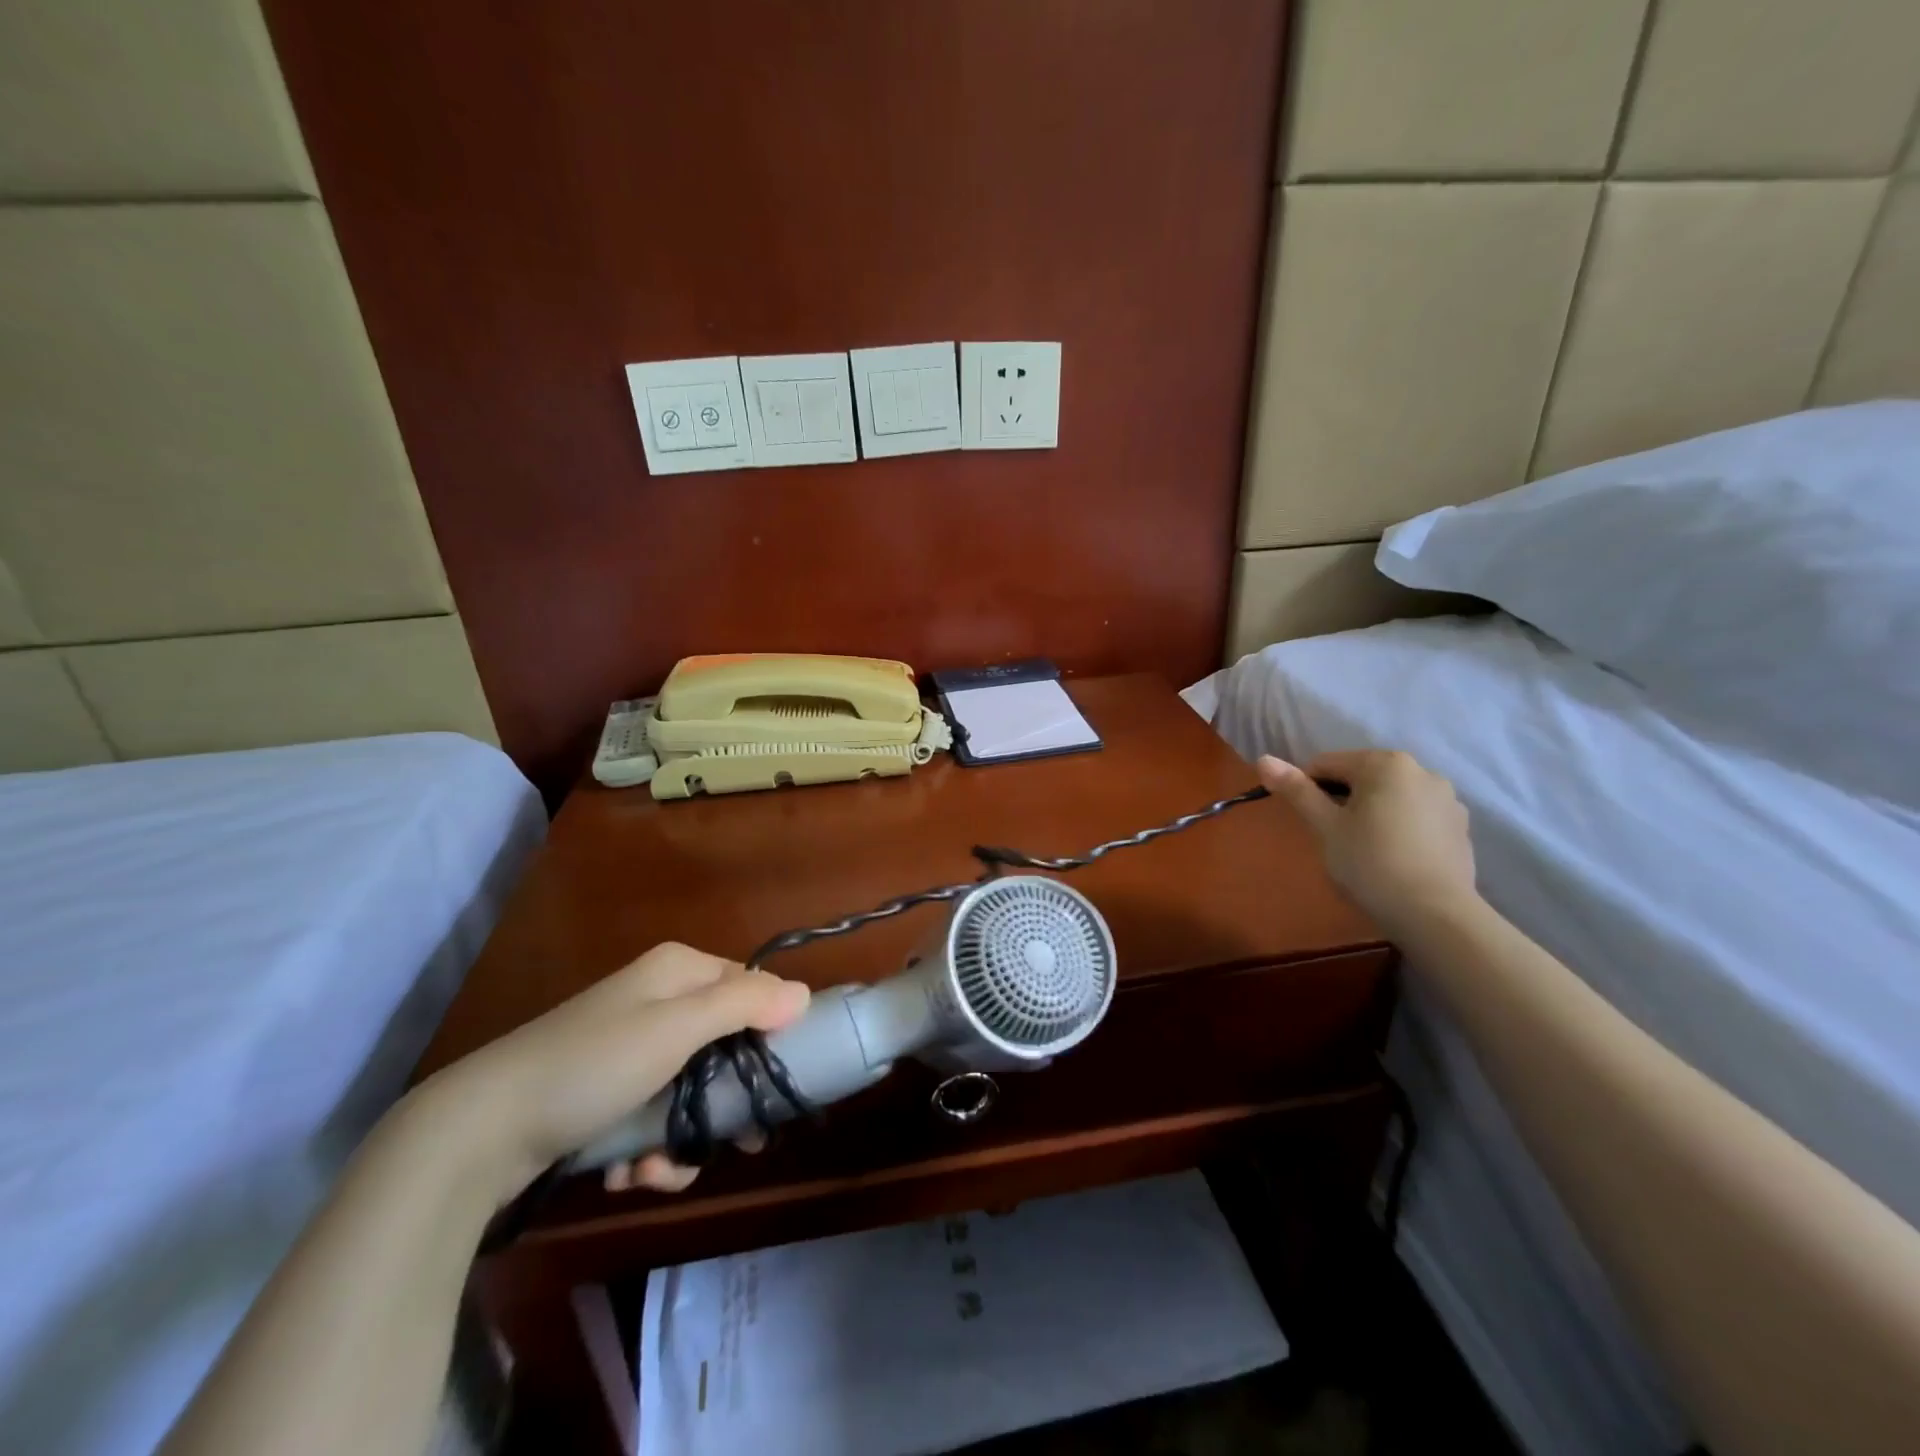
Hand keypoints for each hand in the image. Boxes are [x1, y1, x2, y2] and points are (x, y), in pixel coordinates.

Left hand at [416, 944, 809, 1203]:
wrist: (479, 1131)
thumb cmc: (592, 1066)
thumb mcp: (676, 1029)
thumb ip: (744, 1005)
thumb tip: (802, 994)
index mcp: (678, 972)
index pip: (750, 988)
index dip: (772, 1030)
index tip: (784, 1079)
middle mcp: (657, 1003)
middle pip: (724, 1046)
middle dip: (728, 1100)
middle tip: (745, 1144)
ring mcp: (628, 1051)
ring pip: (691, 1090)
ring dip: (686, 1137)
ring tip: (660, 1169)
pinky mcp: (604, 1095)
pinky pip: (654, 1116)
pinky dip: (651, 1151)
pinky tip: (631, 1175)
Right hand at [1257, 750, 1476, 929]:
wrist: (1435, 914)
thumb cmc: (1370, 863)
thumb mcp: (1325, 826)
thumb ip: (1296, 790)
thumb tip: (1263, 759)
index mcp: (1384, 763)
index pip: (1326, 764)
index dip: (1307, 790)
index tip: (1308, 822)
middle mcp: (1421, 770)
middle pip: (1361, 777)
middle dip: (1342, 800)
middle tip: (1334, 838)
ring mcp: (1447, 798)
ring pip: (1390, 796)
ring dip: (1371, 812)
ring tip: (1365, 850)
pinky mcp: (1460, 826)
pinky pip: (1415, 815)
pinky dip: (1398, 827)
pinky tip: (1394, 857)